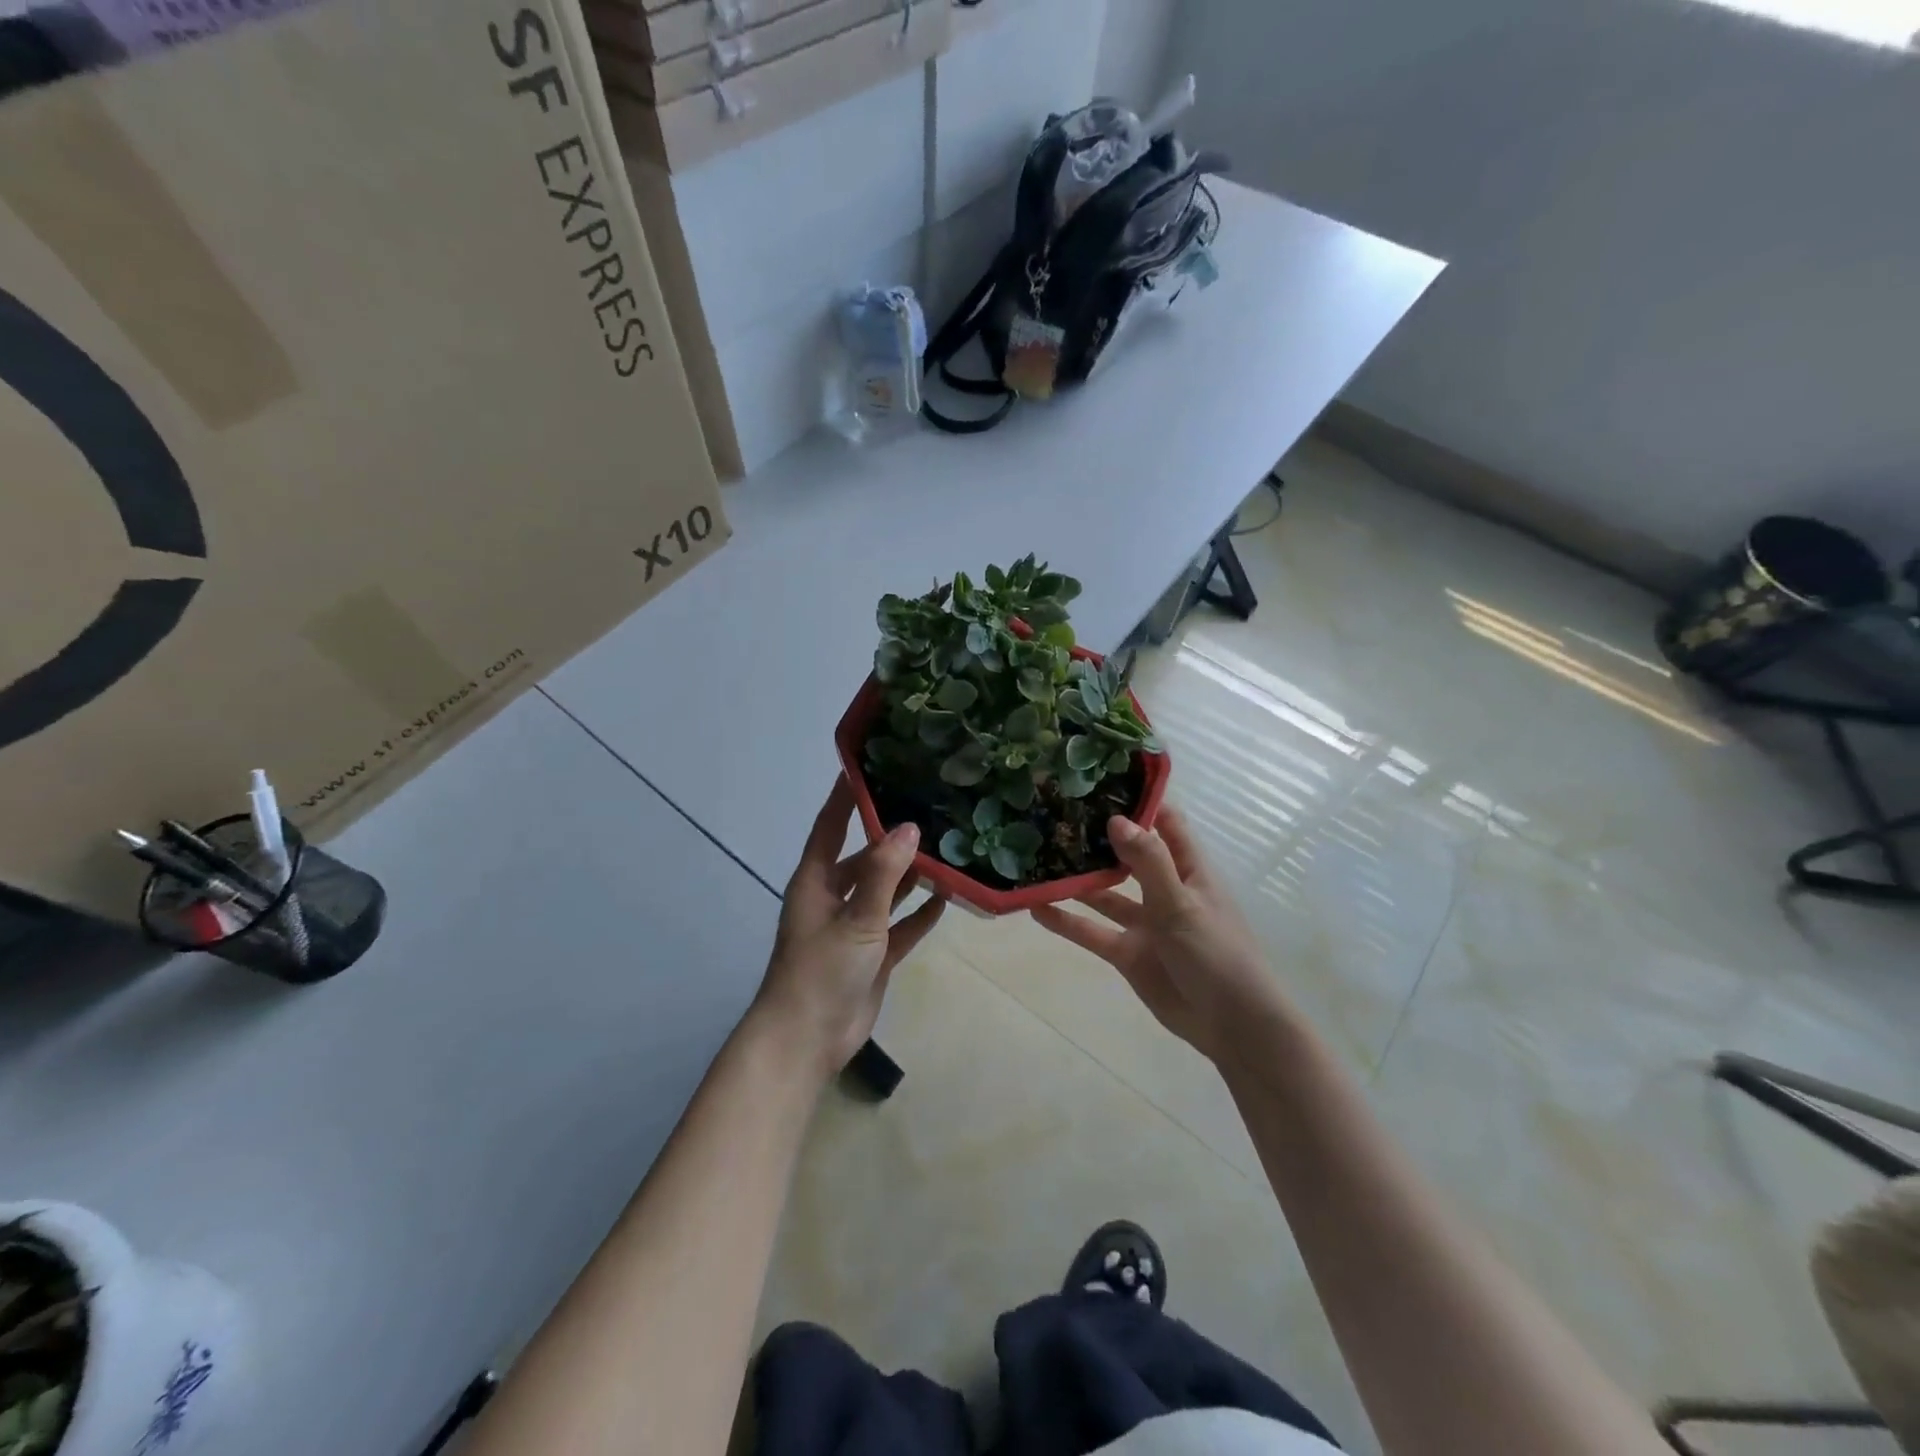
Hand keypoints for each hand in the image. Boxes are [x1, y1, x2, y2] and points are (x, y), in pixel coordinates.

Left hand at [753, 777, 944, 1078]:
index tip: (867, 764)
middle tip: (928, 808)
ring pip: (886, 891)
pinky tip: (947, 897)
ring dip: (911, 875)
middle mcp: (834, 897)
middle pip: (865, 857)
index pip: (831, 826)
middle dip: (892, 837)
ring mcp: (854, 927)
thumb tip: (909, 827)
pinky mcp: (873, 955)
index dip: (845, 797)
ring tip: (947, 848)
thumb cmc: (821, 970)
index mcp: (816, 881)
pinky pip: (900, 926)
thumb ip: (884, 874)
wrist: (808, 1040)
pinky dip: (919, 914)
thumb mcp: (856, 918)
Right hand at [1031, 807, 1279, 1064]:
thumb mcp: (1182, 904)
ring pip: (1104, 893)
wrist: (1232, 1026)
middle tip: (1054, 813)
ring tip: (1037, 856)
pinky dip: (1067, 921)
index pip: (1164, 822)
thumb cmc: (1217, 955)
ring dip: (1077, 879)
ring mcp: (1145, 922)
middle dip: (1097, 837)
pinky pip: (1092, 931)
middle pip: (1127, 854)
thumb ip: (1148, 862)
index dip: (1138, 801)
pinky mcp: (1128, 953)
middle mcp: (1164, 889)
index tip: (1100, 781)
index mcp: (1189, 869)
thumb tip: (1116, 819)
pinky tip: (1036, 908)